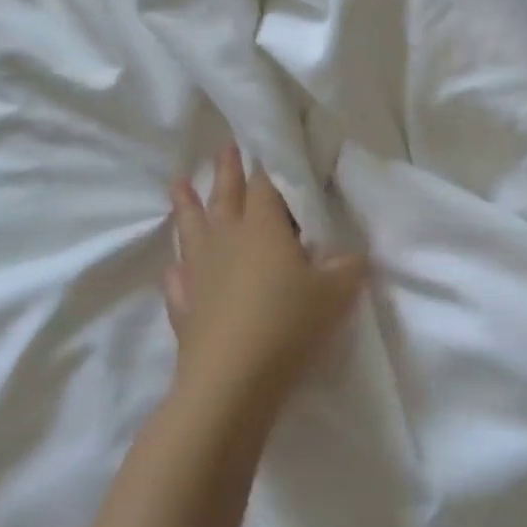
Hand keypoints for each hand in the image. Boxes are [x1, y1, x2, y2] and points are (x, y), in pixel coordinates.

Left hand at [165, 146, 366, 417]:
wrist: (231, 382)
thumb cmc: (287, 324)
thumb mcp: (336, 293)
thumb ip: (347, 268)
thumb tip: (353, 255)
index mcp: (262, 228)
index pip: (265, 186)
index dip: (267, 165)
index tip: (264, 144)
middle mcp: (227, 241)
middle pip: (225, 196)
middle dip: (226, 170)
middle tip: (223, 147)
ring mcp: (200, 273)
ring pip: (191, 229)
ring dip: (185, 205)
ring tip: (177, 183)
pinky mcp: (185, 308)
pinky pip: (178, 281)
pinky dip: (176, 271)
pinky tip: (174, 268)